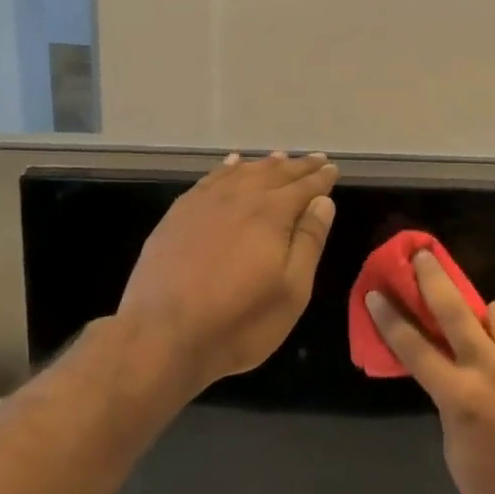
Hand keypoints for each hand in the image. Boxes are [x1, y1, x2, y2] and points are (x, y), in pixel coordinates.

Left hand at [118, 152, 337, 392]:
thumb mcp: (290, 291)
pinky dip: (227, 168)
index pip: (303, 188)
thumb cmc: (238, 321)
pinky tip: (232, 164)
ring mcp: (204, 203)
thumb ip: (308, 241)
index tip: (333, 168)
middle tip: (316, 159)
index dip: (321, 178)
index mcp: (271, 214)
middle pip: (274, 174)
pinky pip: (210, 179)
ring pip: (241, 172)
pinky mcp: (178, 214)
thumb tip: (323, 202)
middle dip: (298, 167)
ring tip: (280, 158)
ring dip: (264, 165)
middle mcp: (239, 197)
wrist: (161, 335)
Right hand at [366, 250, 494, 493]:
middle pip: (454, 309)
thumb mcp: (456, 451)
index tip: (375, 292)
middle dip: (432, 277)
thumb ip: (451, 403)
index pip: (413, 347)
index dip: (389, 317)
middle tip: (422, 255)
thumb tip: (453, 374)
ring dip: (492, 320)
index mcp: (459, 397)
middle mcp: (492, 369)